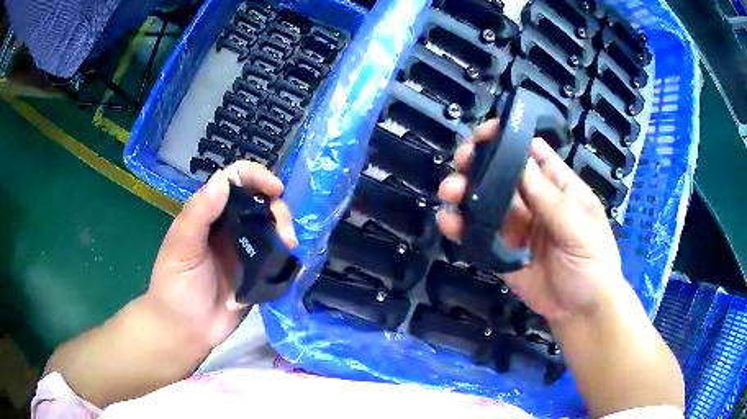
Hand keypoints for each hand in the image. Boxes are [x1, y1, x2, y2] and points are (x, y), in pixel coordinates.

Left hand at [146, 161, 297, 352]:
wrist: (185, 330)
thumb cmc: (174, 286)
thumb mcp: (180, 247)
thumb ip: (198, 214)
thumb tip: (222, 180)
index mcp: (209, 214)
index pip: (234, 181)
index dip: (256, 177)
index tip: (276, 188)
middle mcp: (229, 227)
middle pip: (260, 202)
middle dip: (278, 209)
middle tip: (285, 233)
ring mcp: (245, 251)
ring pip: (272, 227)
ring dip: (285, 231)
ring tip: (289, 248)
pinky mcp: (257, 274)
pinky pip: (277, 257)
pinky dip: (287, 255)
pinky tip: (291, 262)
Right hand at [437, 120, 623, 321]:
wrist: (581, 311)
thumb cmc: (593, 264)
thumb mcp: (579, 229)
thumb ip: (550, 200)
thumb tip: (521, 162)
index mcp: (558, 187)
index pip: (532, 152)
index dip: (509, 138)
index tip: (485, 134)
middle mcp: (534, 200)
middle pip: (502, 173)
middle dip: (479, 162)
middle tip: (461, 162)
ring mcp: (516, 226)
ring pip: (486, 201)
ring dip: (465, 192)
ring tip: (450, 191)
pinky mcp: (501, 251)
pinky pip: (479, 234)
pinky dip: (461, 227)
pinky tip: (449, 222)